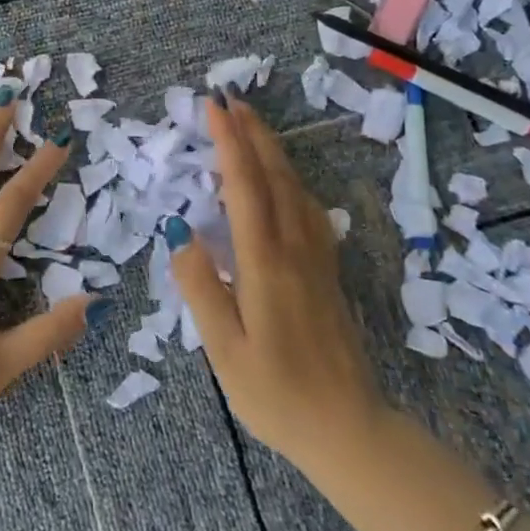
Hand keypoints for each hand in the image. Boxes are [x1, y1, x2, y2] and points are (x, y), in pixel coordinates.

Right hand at [170, 92, 384, 472]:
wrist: (350, 431)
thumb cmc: (277, 394)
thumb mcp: (224, 350)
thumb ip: (199, 287)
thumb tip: (180, 231)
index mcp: (265, 262)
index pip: (244, 185)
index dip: (228, 142)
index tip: (213, 107)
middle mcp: (295, 248)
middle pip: (274, 175)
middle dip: (252, 133)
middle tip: (231, 100)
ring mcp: (317, 258)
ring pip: (295, 188)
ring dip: (272, 150)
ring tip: (251, 126)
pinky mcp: (327, 272)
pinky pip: (308, 208)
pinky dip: (290, 179)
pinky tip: (284, 181)